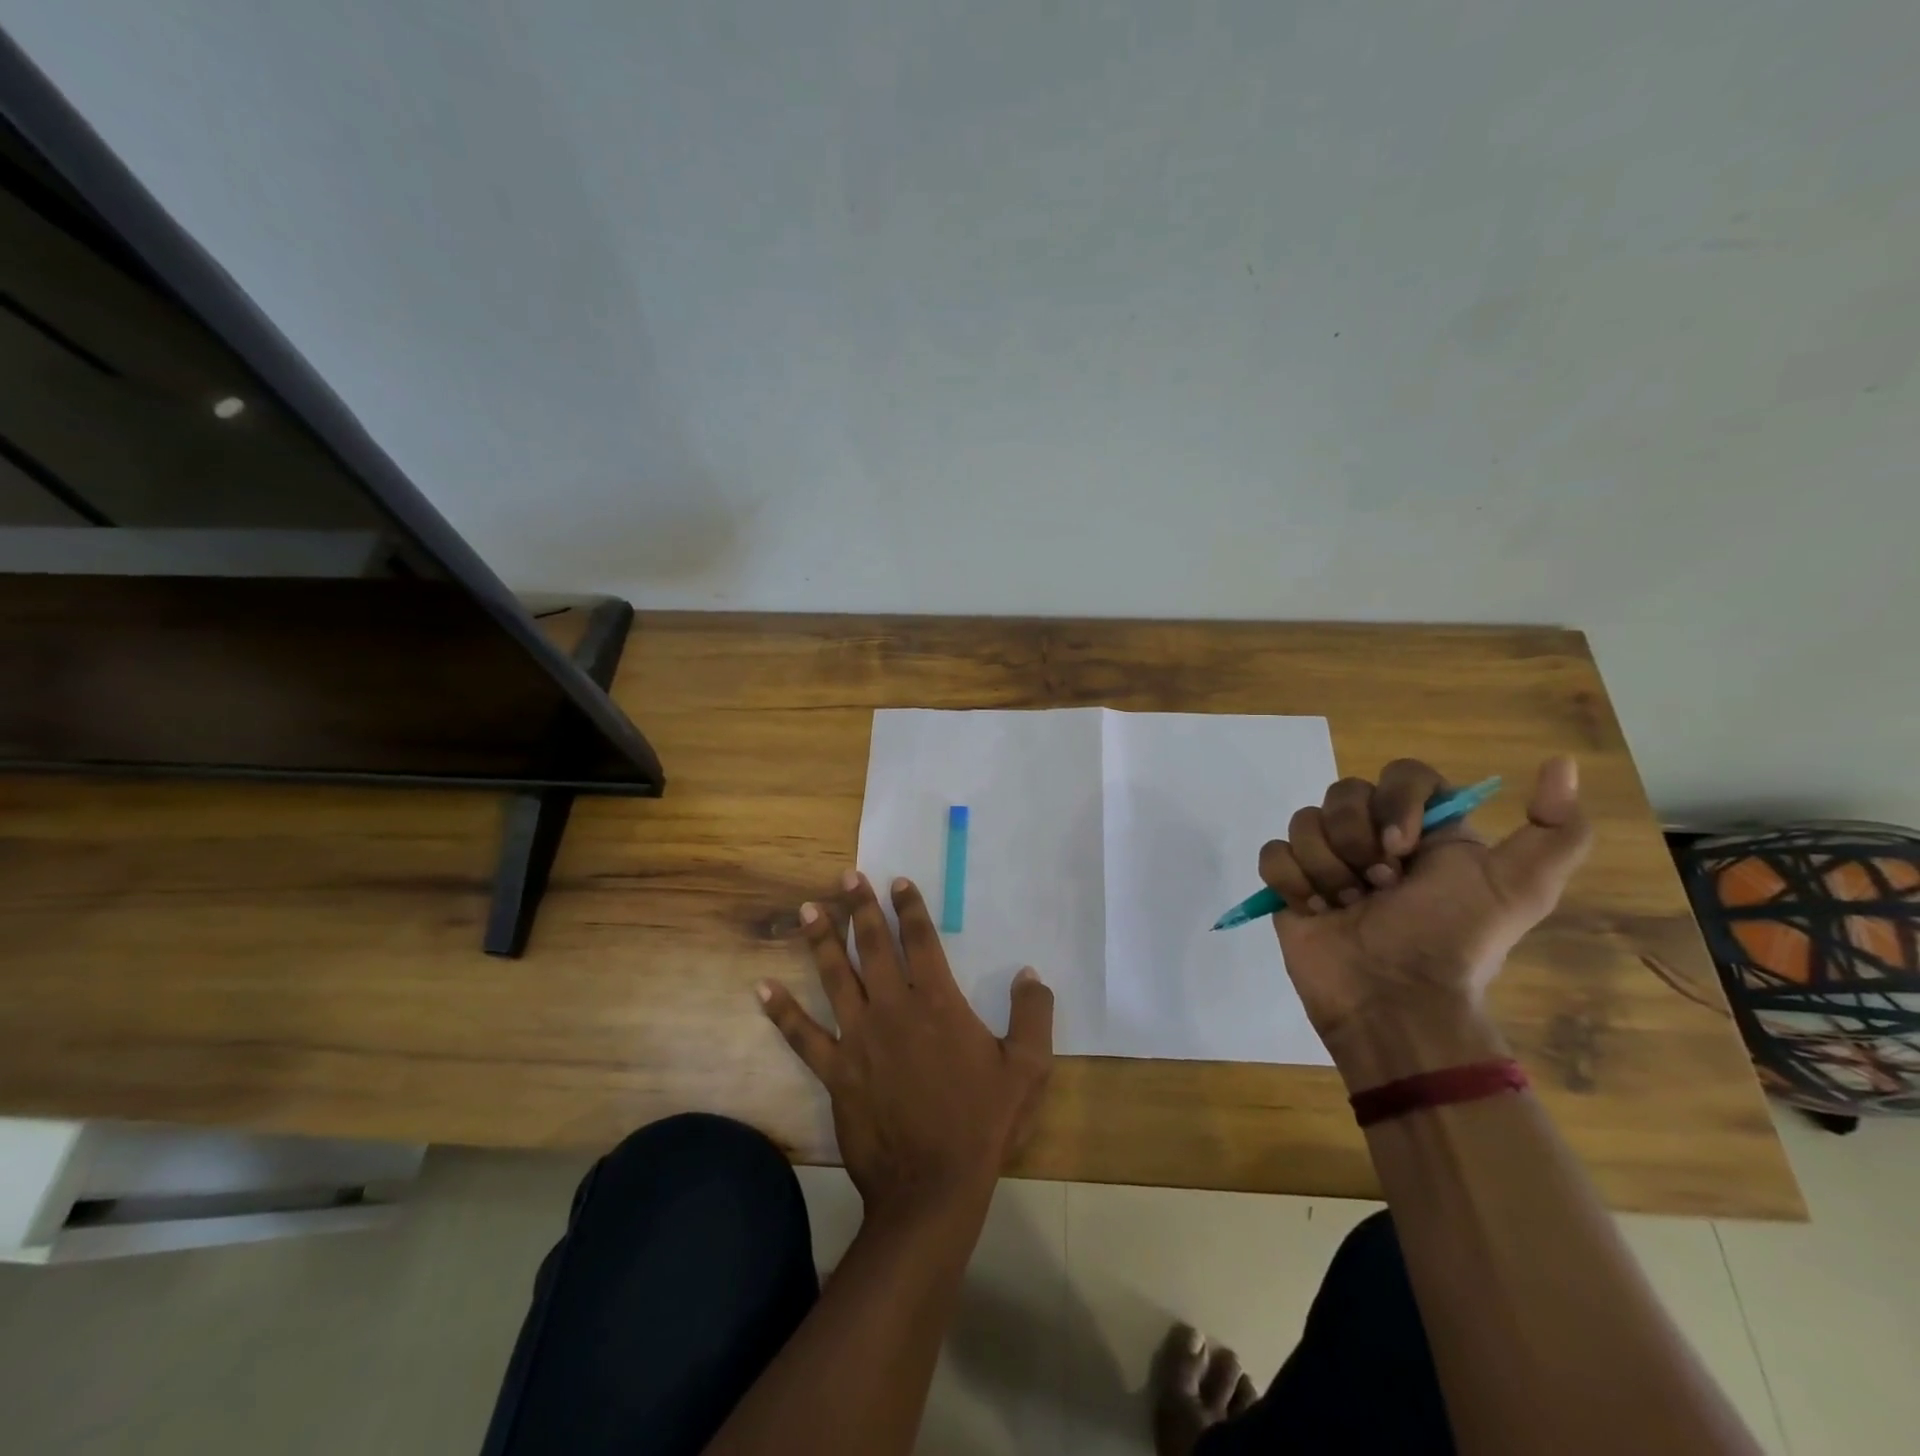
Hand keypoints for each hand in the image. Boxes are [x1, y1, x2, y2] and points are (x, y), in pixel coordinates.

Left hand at [760, 871, 1053, 1221]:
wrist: (932, 1186)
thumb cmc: (982, 1123)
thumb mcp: (1028, 1068)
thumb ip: (1033, 1015)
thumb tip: (1030, 974)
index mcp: (938, 1003)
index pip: (921, 940)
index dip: (909, 907)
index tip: (898, 882)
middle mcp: (893, 1009)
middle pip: (874, 947)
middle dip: (860, 908)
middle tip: (846, 877)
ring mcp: (859, 1038)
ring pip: (836, 978)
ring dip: (821, 941)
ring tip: (807, 909)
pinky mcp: (835, 1071)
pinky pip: (803, 1036)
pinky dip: (782, 1011)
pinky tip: (762, 988)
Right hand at [1259, 757, 1591, 1085]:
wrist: (1393, 1001)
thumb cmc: (1451, 941)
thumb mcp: (1521, 889)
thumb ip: (1557, 830)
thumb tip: (1562, 763)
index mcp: (1426, 829)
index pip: (1402, 774)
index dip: (1396, 802)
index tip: (1404, 848)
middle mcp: (1374, 837)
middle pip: (1342, 792)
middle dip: (1356, 841)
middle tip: (1379, 887)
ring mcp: (1327, 860)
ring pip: (1303, 821)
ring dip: (1326, 868)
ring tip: (1347, 907)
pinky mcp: (1290, 884)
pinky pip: (1273, 853)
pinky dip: (1292, 881)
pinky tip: (1315, 910)